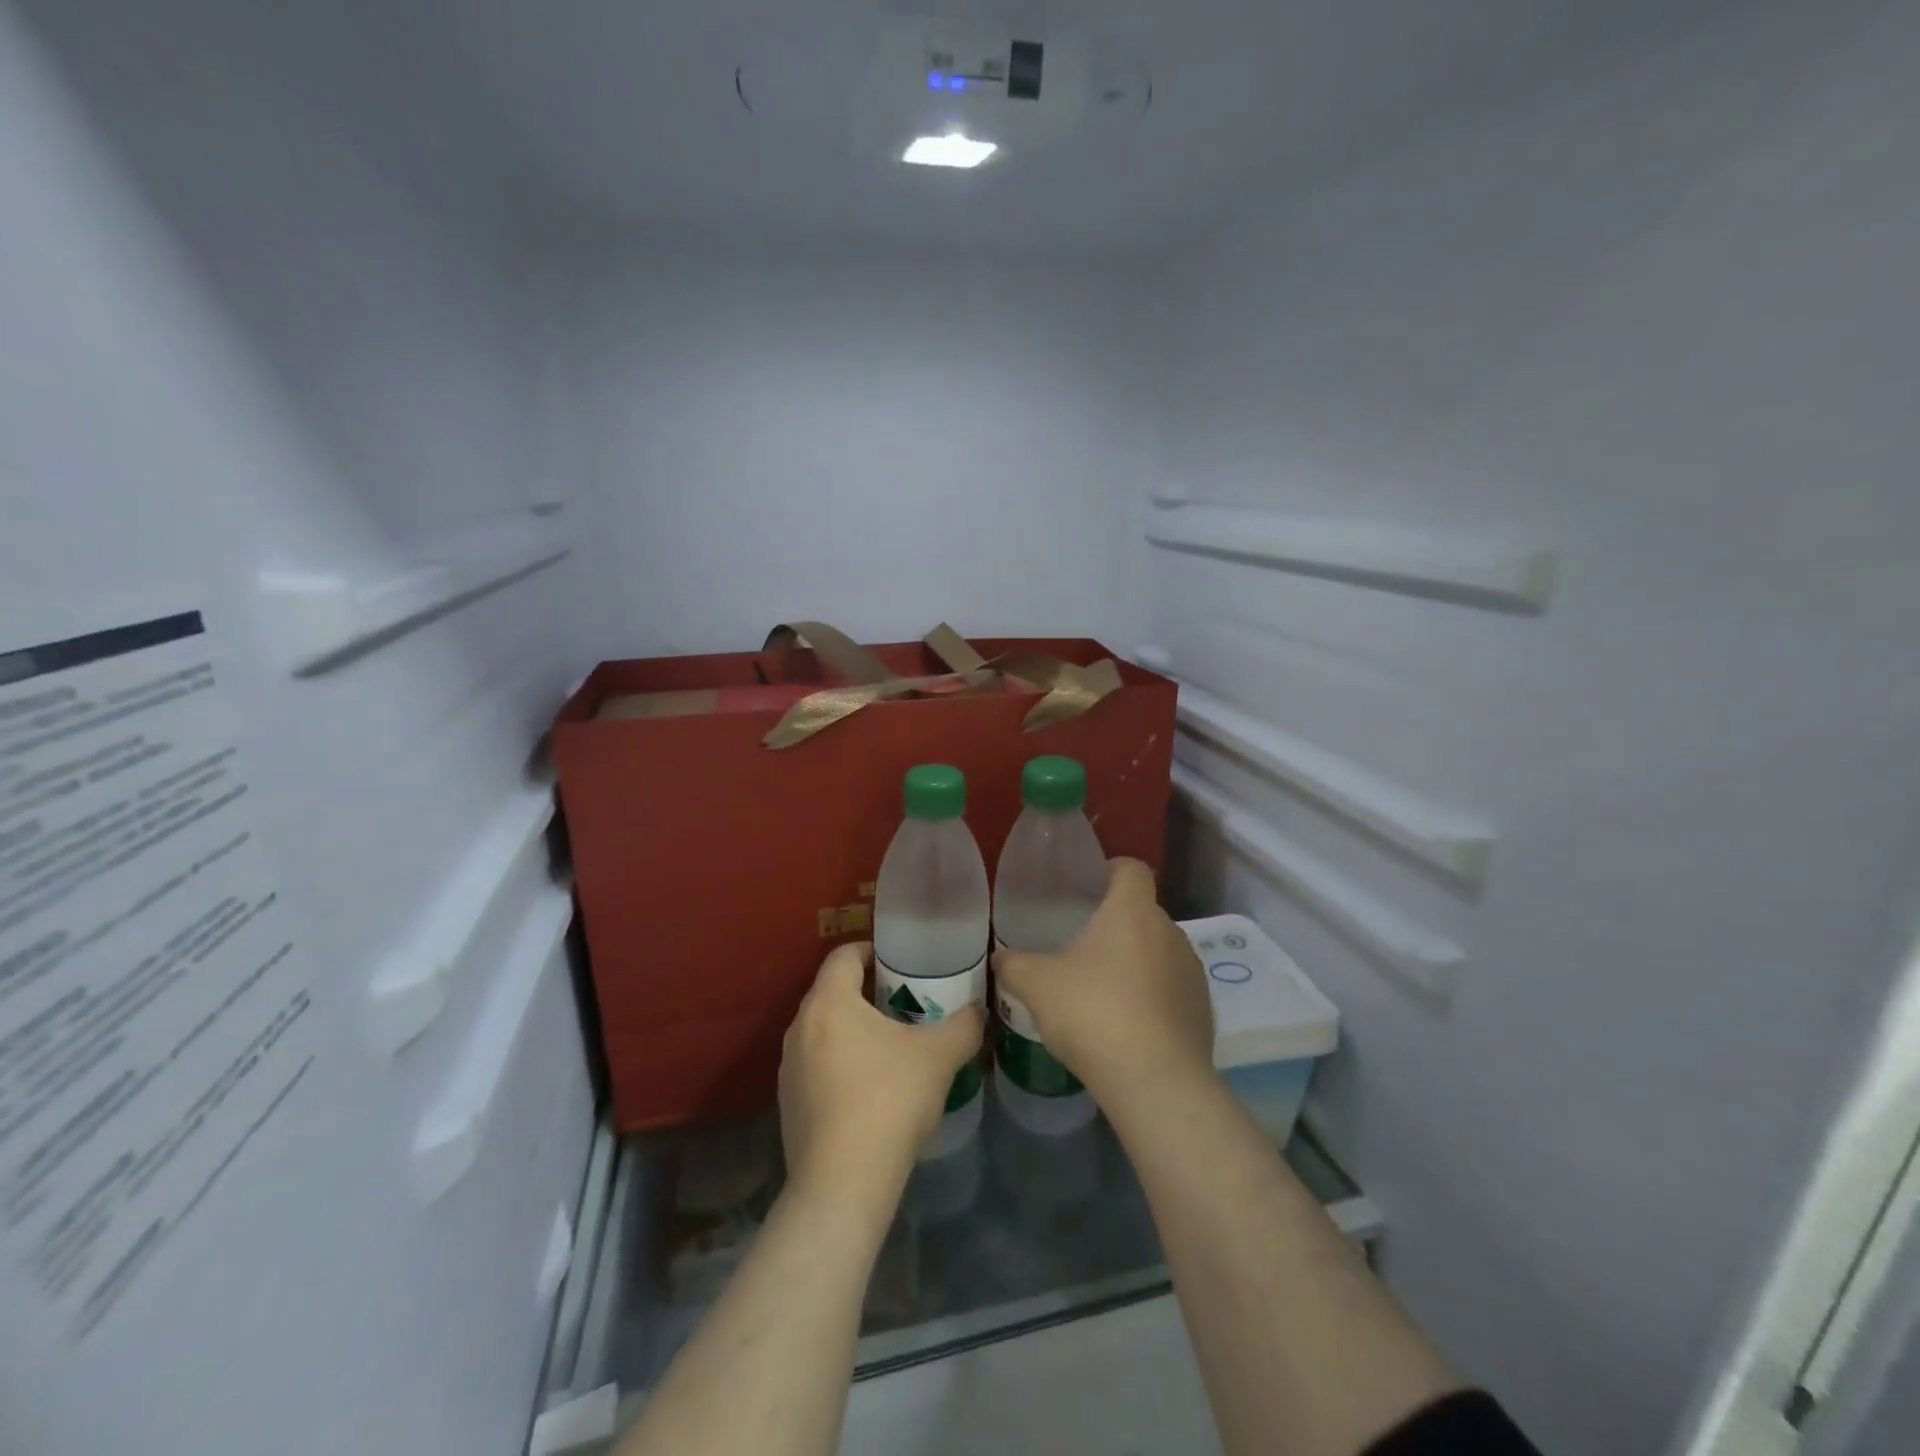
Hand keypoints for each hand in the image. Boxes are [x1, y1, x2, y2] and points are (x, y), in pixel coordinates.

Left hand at [779, 942, 983, 1213]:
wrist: (842, 1184)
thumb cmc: (888, 1100)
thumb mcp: (939, 1055)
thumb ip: (965, 1024)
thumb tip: (979, 1011)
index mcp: (829, 1002)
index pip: (844, 955)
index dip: (872, 950)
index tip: (899, 960)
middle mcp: (800, 1026)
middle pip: (833, 991)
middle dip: (867, 991)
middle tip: (904, 1000)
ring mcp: (788, 1067)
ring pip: (824, 1030)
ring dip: (853, 1029)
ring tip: (890, 1044)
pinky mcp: (788, 1104)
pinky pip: (817, 1065)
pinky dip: (841, 1063)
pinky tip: (870, 1088)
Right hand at [993, 858, 1214, 1115]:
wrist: (1155, 1082)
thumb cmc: (1093, 1013)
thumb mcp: (1037, 985)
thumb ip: (1014, 965)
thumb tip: (999, 957)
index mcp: (1132, 911)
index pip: (1131, 869)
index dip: (1110, 871)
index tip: (1088, 888)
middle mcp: (1169, 931)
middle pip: (1142, 912)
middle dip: (1115, 924)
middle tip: (1082, 947)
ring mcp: (1191, 971)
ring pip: (1159, 951)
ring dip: (1135, 962)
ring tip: (1104, 991)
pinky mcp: (1203, 1009)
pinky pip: (1172, 989)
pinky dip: (1153, 996)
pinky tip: (1128, 1026)